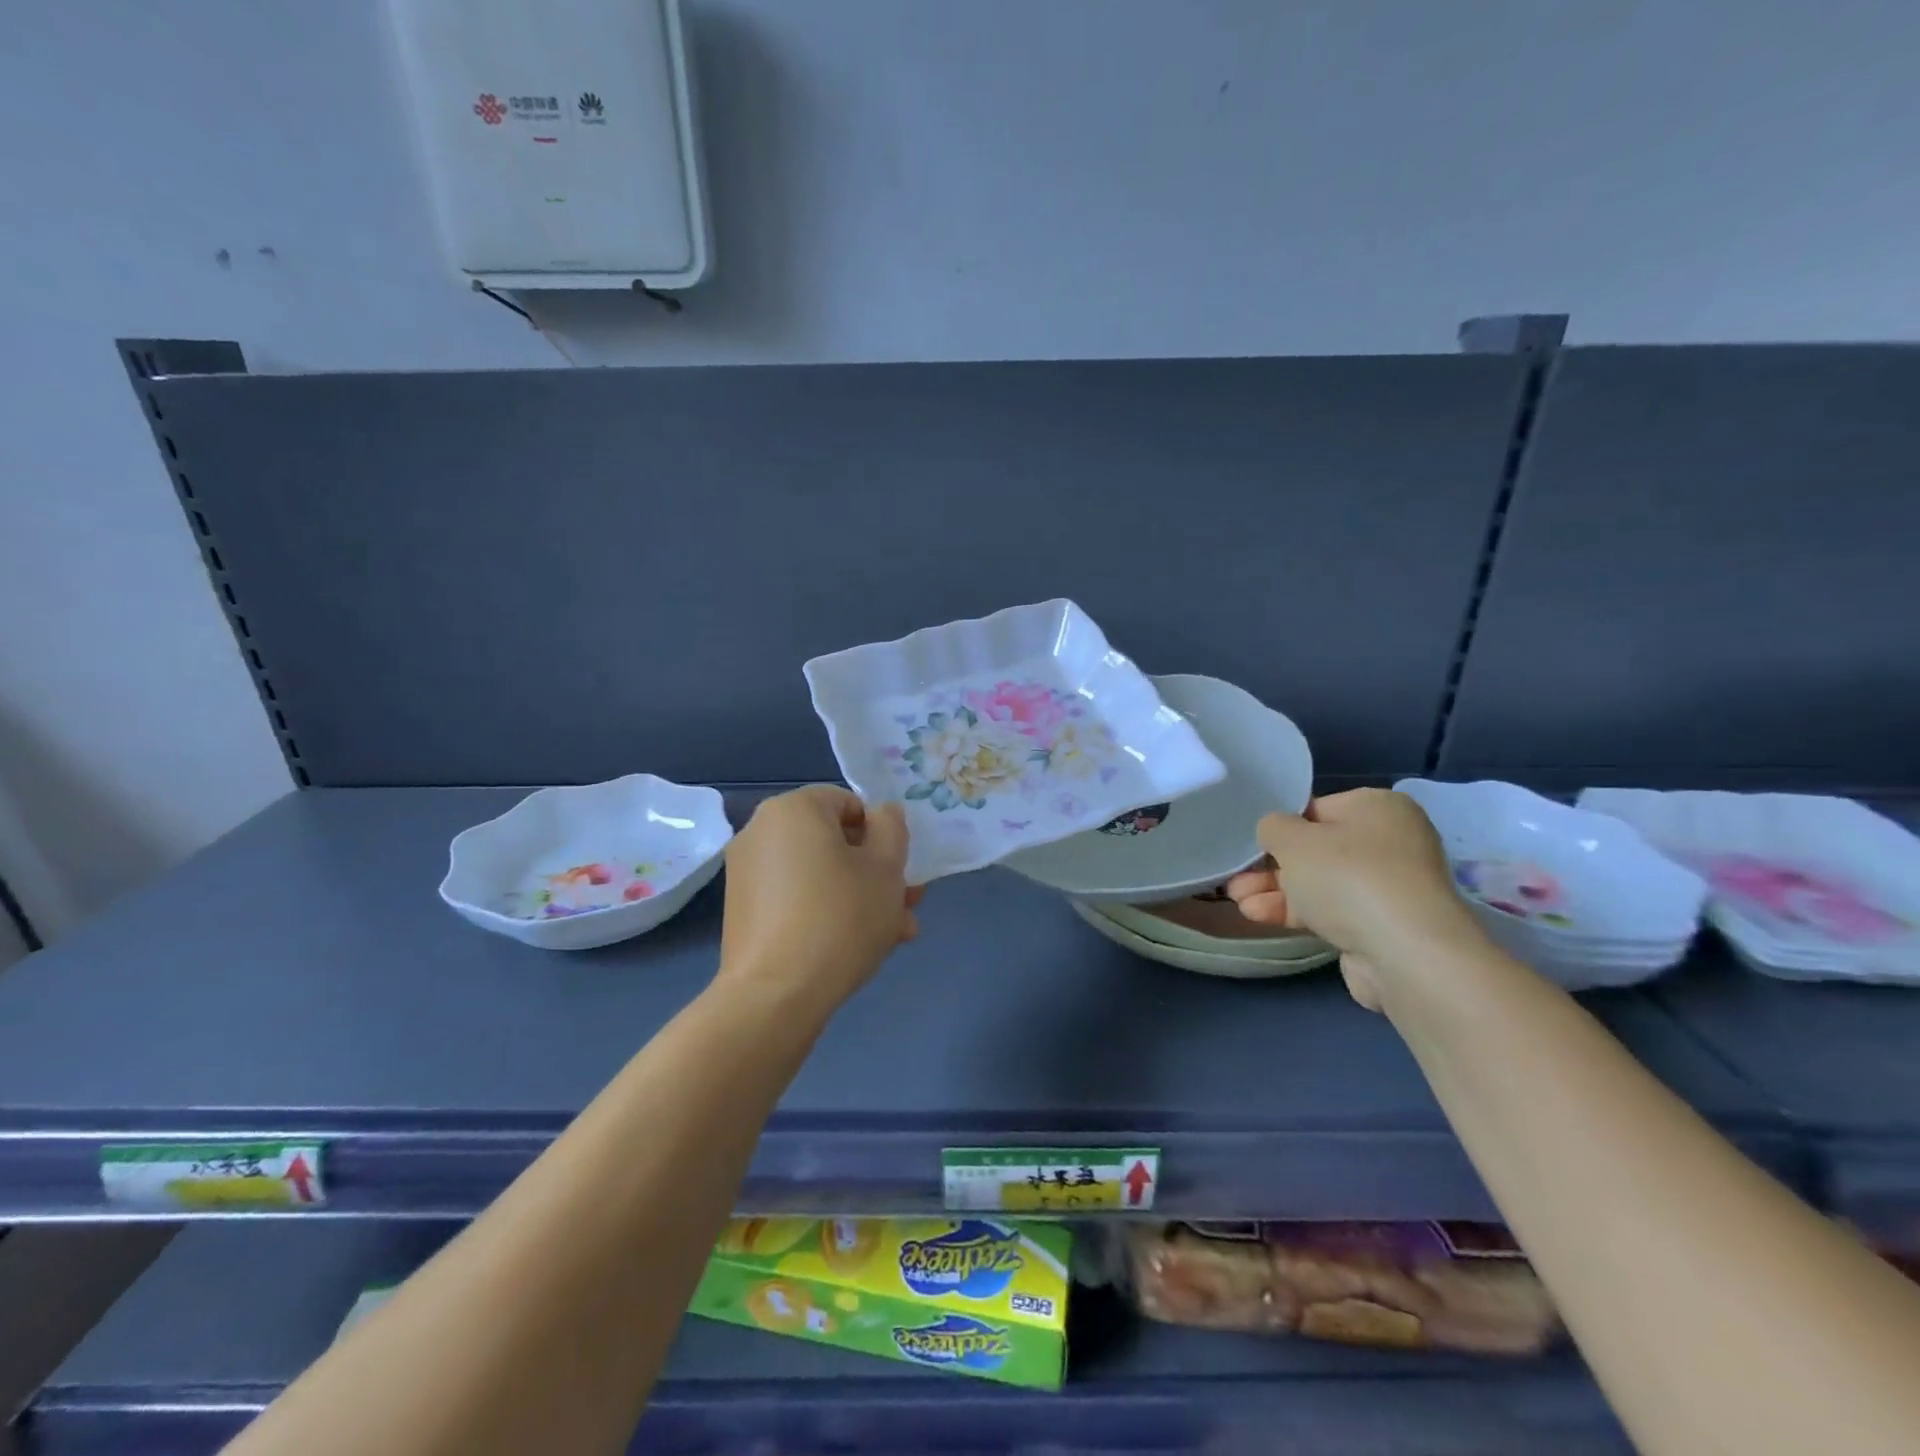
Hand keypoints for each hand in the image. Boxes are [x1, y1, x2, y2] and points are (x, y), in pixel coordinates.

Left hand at [718, 785, 922, 1012]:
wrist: (776, 996)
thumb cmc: (840, 917)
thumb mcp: (886, 868)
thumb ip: (892, 828)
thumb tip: (883, 814)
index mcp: (792, 809)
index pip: (849, 803)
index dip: (881, 834)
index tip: (898, 870)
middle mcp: (761, 832)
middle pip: (834, 842)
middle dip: (875, 873)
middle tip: (906, 905)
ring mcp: (747, 873)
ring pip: (819, 875)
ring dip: (859, 897)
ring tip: (894, 935)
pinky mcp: (743, 912)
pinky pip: (796, 898)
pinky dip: (826, 912)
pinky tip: (857, 947)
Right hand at [1225, 788, 1485, 1009]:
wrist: (1405, 953)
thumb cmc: (1347, 877)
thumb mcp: (1292, 839)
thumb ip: (1273, 827)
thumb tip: (1275, 832)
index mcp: (1378, 807)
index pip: (1317, 809)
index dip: (1280, 828)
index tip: (1253, 846)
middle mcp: (1390, 842)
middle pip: (1316, 850)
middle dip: (1271, 867)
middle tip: (1236, 878)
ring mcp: (1388, 886)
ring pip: (1318, 883)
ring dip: (1275, 891)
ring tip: (1237, 900)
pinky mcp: (1381, 925)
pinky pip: (1329, 910)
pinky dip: (1295, 911)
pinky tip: (1258, 915)